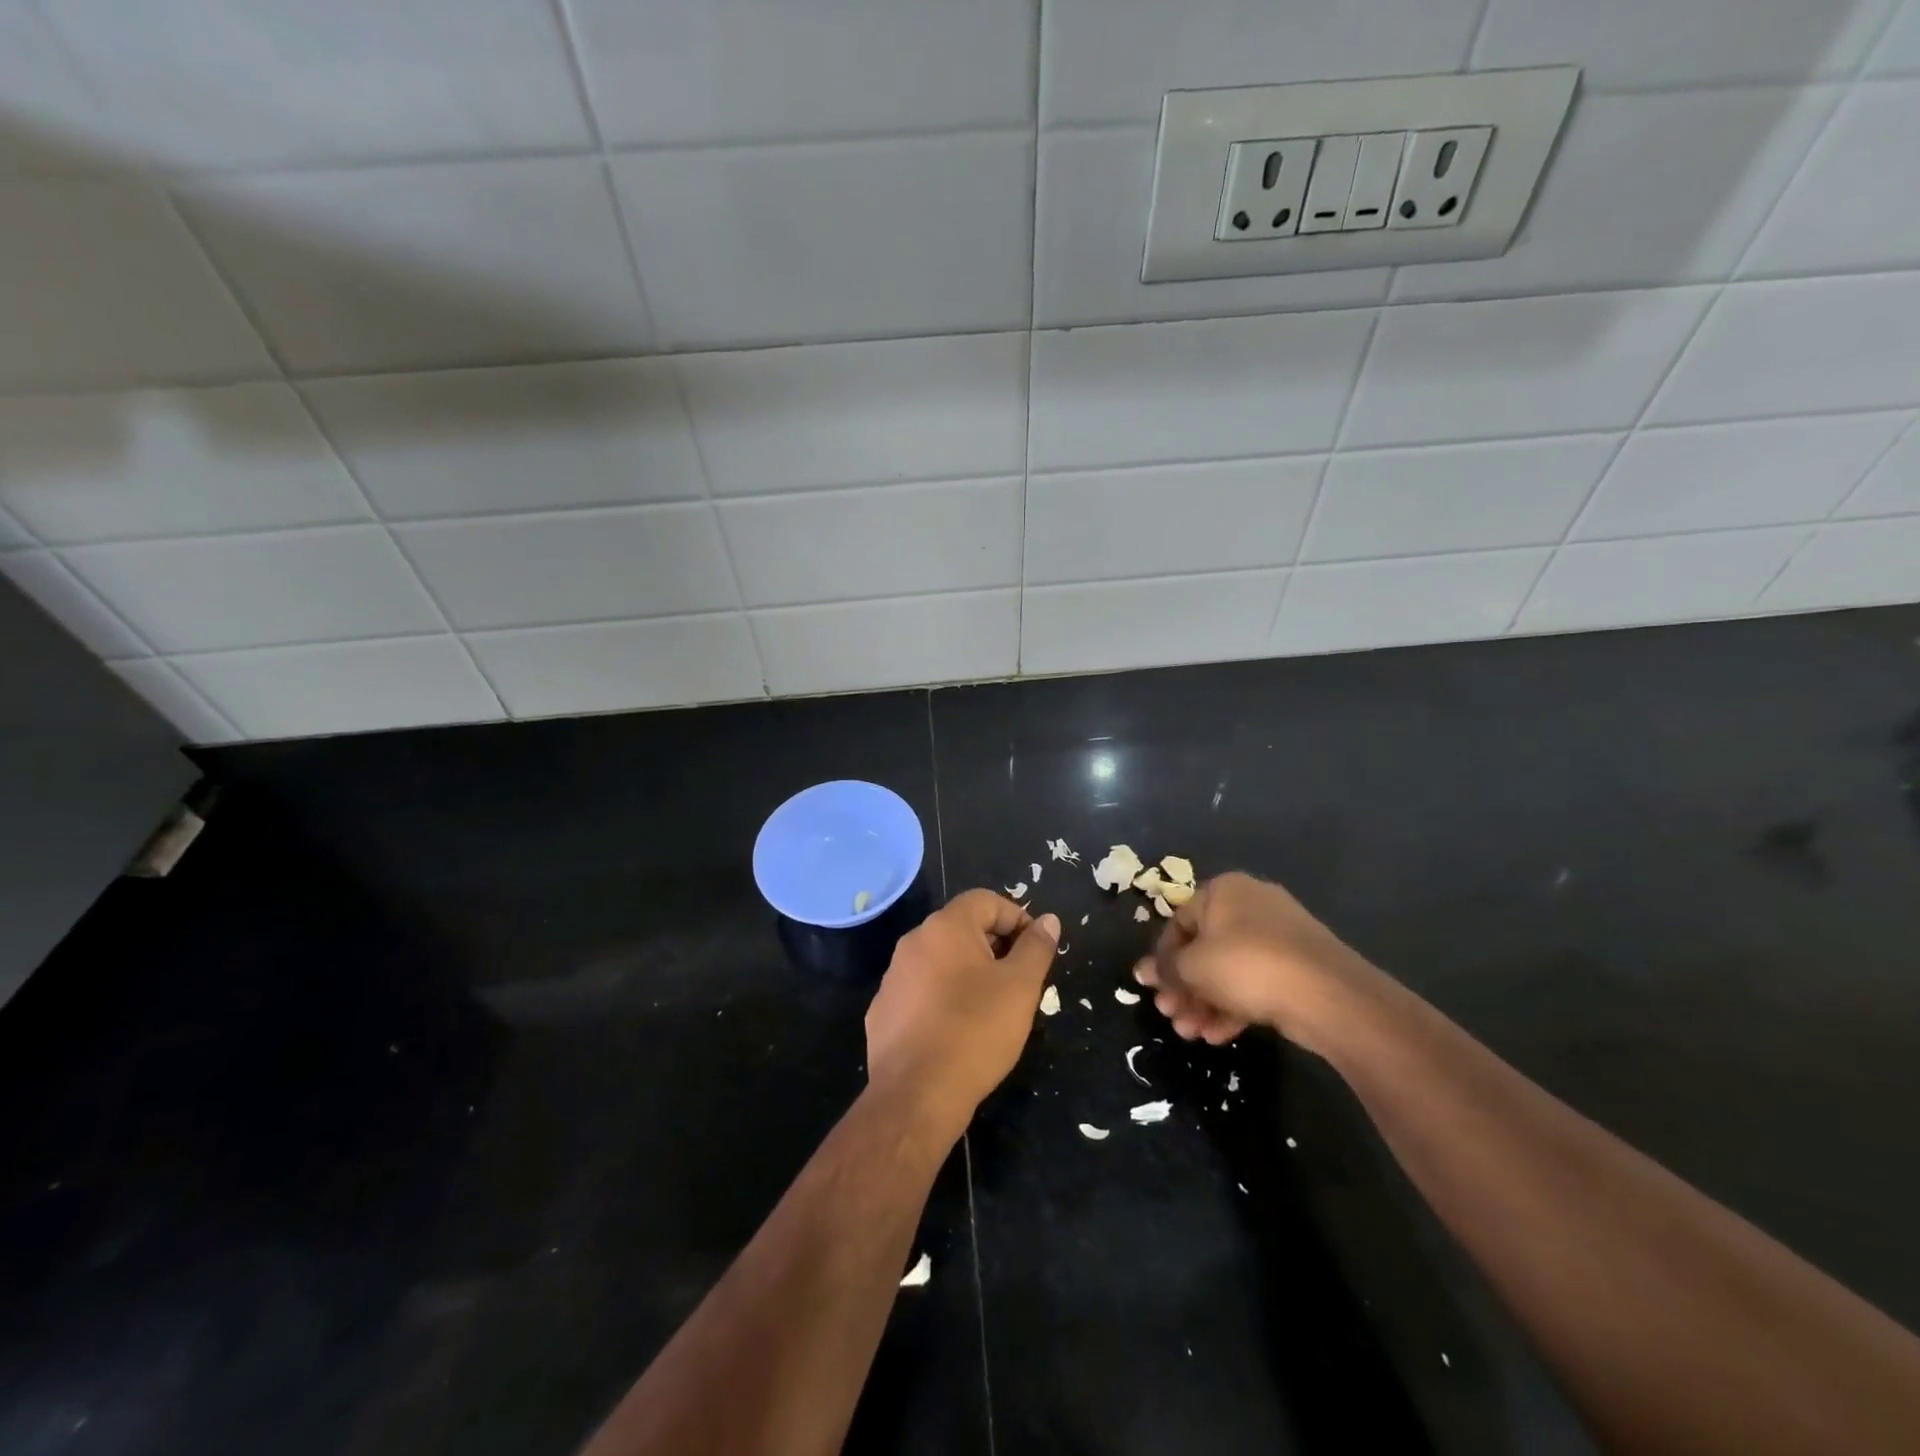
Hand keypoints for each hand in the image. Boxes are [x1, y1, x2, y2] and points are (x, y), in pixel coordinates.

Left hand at [865, 890, 1059, 1138]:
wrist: (916, 1095)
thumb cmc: (976, 1031)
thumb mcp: (1020, 987)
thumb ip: (1036, 947)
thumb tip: (1048, 920)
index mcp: (945, 927)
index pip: (986, 900)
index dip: (1017, 918)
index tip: (1035, 950)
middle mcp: (913, 942)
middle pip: (961, 928)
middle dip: (994, 945)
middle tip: (1019, 980)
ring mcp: (893, 976)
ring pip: (939, 960)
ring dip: (967, 972)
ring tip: (991, 1006)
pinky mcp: (882, 1010)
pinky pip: (920, 991)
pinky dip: (941, 998)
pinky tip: (956, 1030)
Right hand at [1134, 871, 1388, 1053]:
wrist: (1328, 994)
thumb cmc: (1247, 965)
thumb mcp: (1193, 967)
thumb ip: (1165, 969)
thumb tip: (1142, 971)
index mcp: (1223, 891)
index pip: (1179, 921)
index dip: (1162, 957)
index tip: (1154, 988)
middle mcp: (1250, 905)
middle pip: (1204, 948)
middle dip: (1184, 987)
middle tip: (1171, 1015)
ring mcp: (1278, 936)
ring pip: (1228, 970)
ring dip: (1204, 1002)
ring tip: (1190, 1033)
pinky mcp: (1297, 967)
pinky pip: (1255, 982)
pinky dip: (1233, 1006)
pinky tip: (1217, 1036)